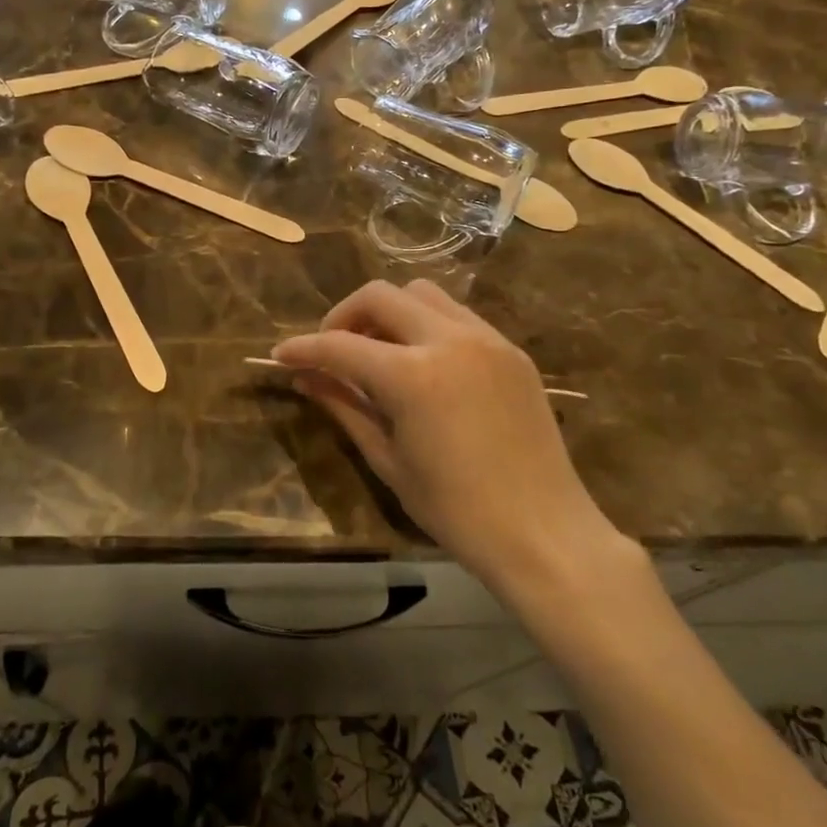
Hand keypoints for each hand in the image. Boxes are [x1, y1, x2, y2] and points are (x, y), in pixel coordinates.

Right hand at [273, 280, 627, 598]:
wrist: (545, 533)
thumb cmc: (457, 511)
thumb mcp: (388, 460)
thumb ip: (344, 408)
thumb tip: (304, 378)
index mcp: (413, 375)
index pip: (341, 346)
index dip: (304, 349)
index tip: (281, 355)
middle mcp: (449, 340)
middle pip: (381, 295)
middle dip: (345, 315)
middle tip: (333, 350)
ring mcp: (486, 339)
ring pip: (422, 294)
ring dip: (389, 312)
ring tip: (379, 352)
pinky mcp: (511, 350)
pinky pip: (457, 316)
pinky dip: (427, 326)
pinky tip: (423, 364)